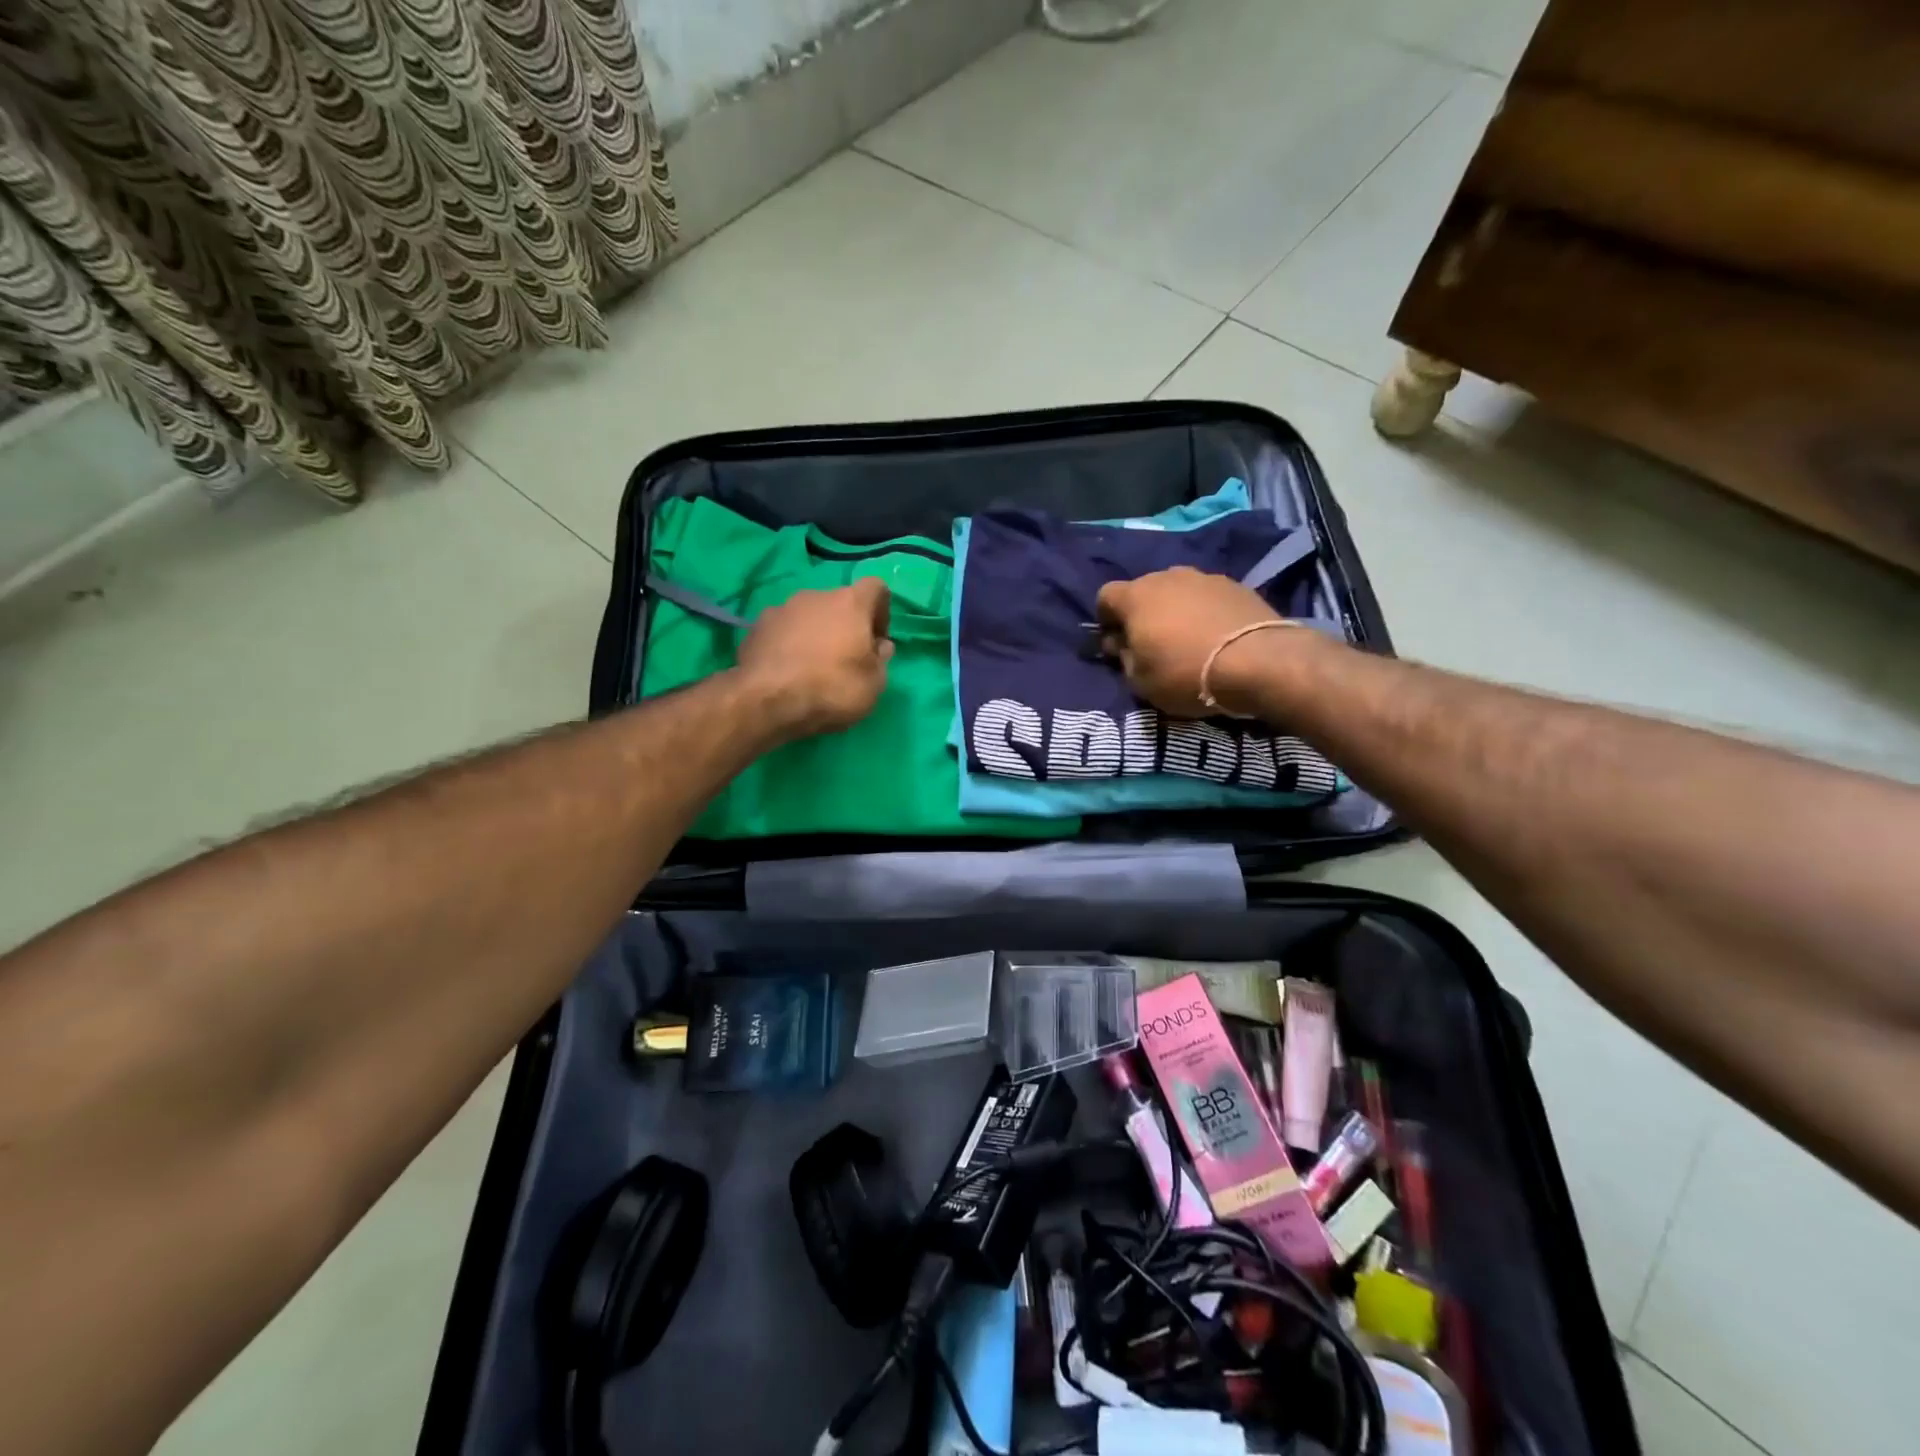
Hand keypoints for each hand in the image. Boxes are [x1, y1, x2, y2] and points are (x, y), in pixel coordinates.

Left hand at [737, 578, 893, 737]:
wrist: (766, 700)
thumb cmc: (832, 688)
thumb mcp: (874, 683)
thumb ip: (881, 659)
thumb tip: (879, 646)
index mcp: (850, 603)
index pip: (876, 588)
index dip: (881, 611)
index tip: (876, 640)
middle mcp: (815, 596)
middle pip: (838, 603)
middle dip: (845, 626)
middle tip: (845, 659)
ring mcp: (781, 609)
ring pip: (807, 617)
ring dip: (815, 635)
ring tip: (812, 669)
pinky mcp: (755, 628)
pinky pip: (782, 632)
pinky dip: (788, 646)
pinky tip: (787, 673)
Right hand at [1096, 567, 1281, 716]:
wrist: (1257, 662)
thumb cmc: (1185, 673)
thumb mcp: (1140, 681)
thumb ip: (1123, 658)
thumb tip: (1120, 644)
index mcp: (1136, 596)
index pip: (1105, 596)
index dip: (1106, 619)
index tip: (1116, 642)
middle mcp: (1167, 577)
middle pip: (1143, 590)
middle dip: (1142, 613)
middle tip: (1152, 643)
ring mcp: (1204, 577)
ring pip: (1177, 590)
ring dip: (1175, 610)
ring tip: (1188, 639)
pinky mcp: (1236, 585)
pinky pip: (1207, 597)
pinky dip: (1204, 612)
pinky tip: (1215, 636)